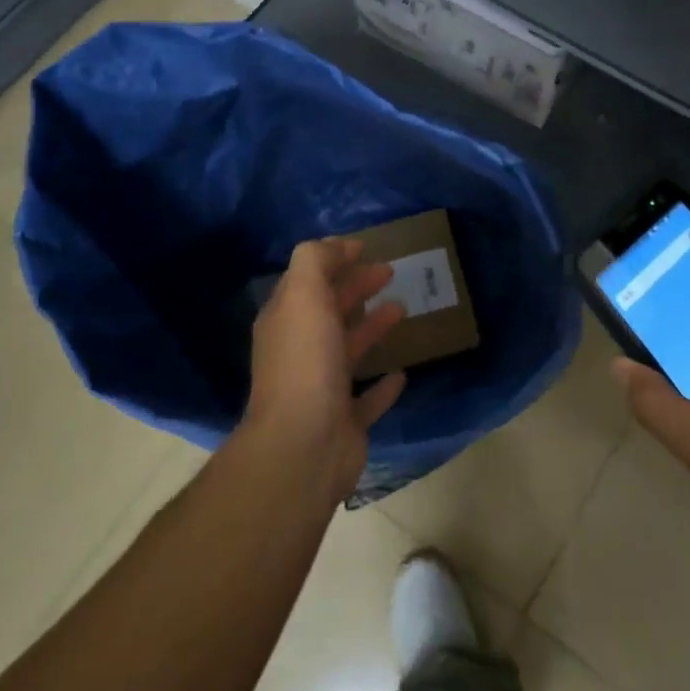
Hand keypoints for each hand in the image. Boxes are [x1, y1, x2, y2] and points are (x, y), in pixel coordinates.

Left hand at [244, 237, 408, 502]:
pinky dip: (383, 386)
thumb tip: (334, 245)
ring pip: (349, 350)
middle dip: (356, 288)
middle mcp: (300, 352)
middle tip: (389, 271)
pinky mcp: (345, 422)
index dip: (333, 260)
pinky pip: (367, 399)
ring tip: (402, 308)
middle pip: (330, 311)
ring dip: (372, 327)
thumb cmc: (306, 362)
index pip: (308, 281)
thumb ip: (315, 262)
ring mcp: (322, 389)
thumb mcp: (304, 296)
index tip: (365, 247)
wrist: (304, 445)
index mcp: (286, 321)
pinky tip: (401, 374)